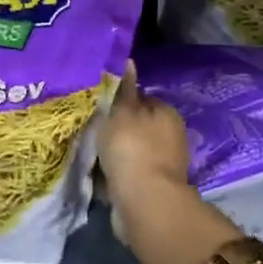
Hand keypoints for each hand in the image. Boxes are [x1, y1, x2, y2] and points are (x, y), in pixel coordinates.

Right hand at [99, 62, 194, 219]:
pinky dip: (115, 171)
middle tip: (92, 128)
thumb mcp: (122, 111)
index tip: (98, 106)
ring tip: (91, 151)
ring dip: (115, 151)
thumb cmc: (131, 148)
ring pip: (131, 149)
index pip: (141, 98)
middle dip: (116, 127)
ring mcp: (163, 164)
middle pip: (137, 124)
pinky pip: (128, 171)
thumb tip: (130, 61)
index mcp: (167, 113)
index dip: (119, 100)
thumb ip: (124, 89)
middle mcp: (171, 136)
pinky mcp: (152, 187)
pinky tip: (99, 171)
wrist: (143, 202)